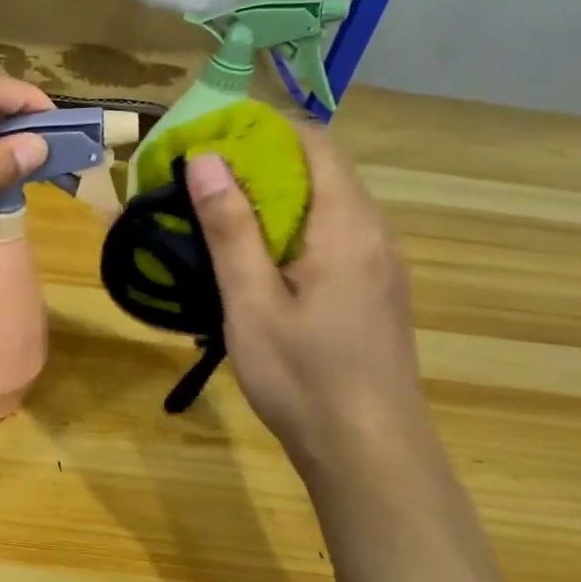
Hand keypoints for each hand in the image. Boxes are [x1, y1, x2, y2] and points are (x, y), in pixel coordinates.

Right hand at [185, 123, 430, 473]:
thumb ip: (230, 228)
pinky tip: (257, 262)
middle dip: (261, 165)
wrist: (369, 452)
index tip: (211, 137)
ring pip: (326, 207)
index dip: (264, 130)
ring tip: (219, 216)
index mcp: (348, 226)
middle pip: (321, 172)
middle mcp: (374, 234)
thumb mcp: (252, 302)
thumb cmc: (303, 376)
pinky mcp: (375, 292)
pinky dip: (292, 230)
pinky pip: (333, 238)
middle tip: (201, 180)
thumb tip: (206, 159)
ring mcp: (380, 265)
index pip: (315, 144)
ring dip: (275, 200)